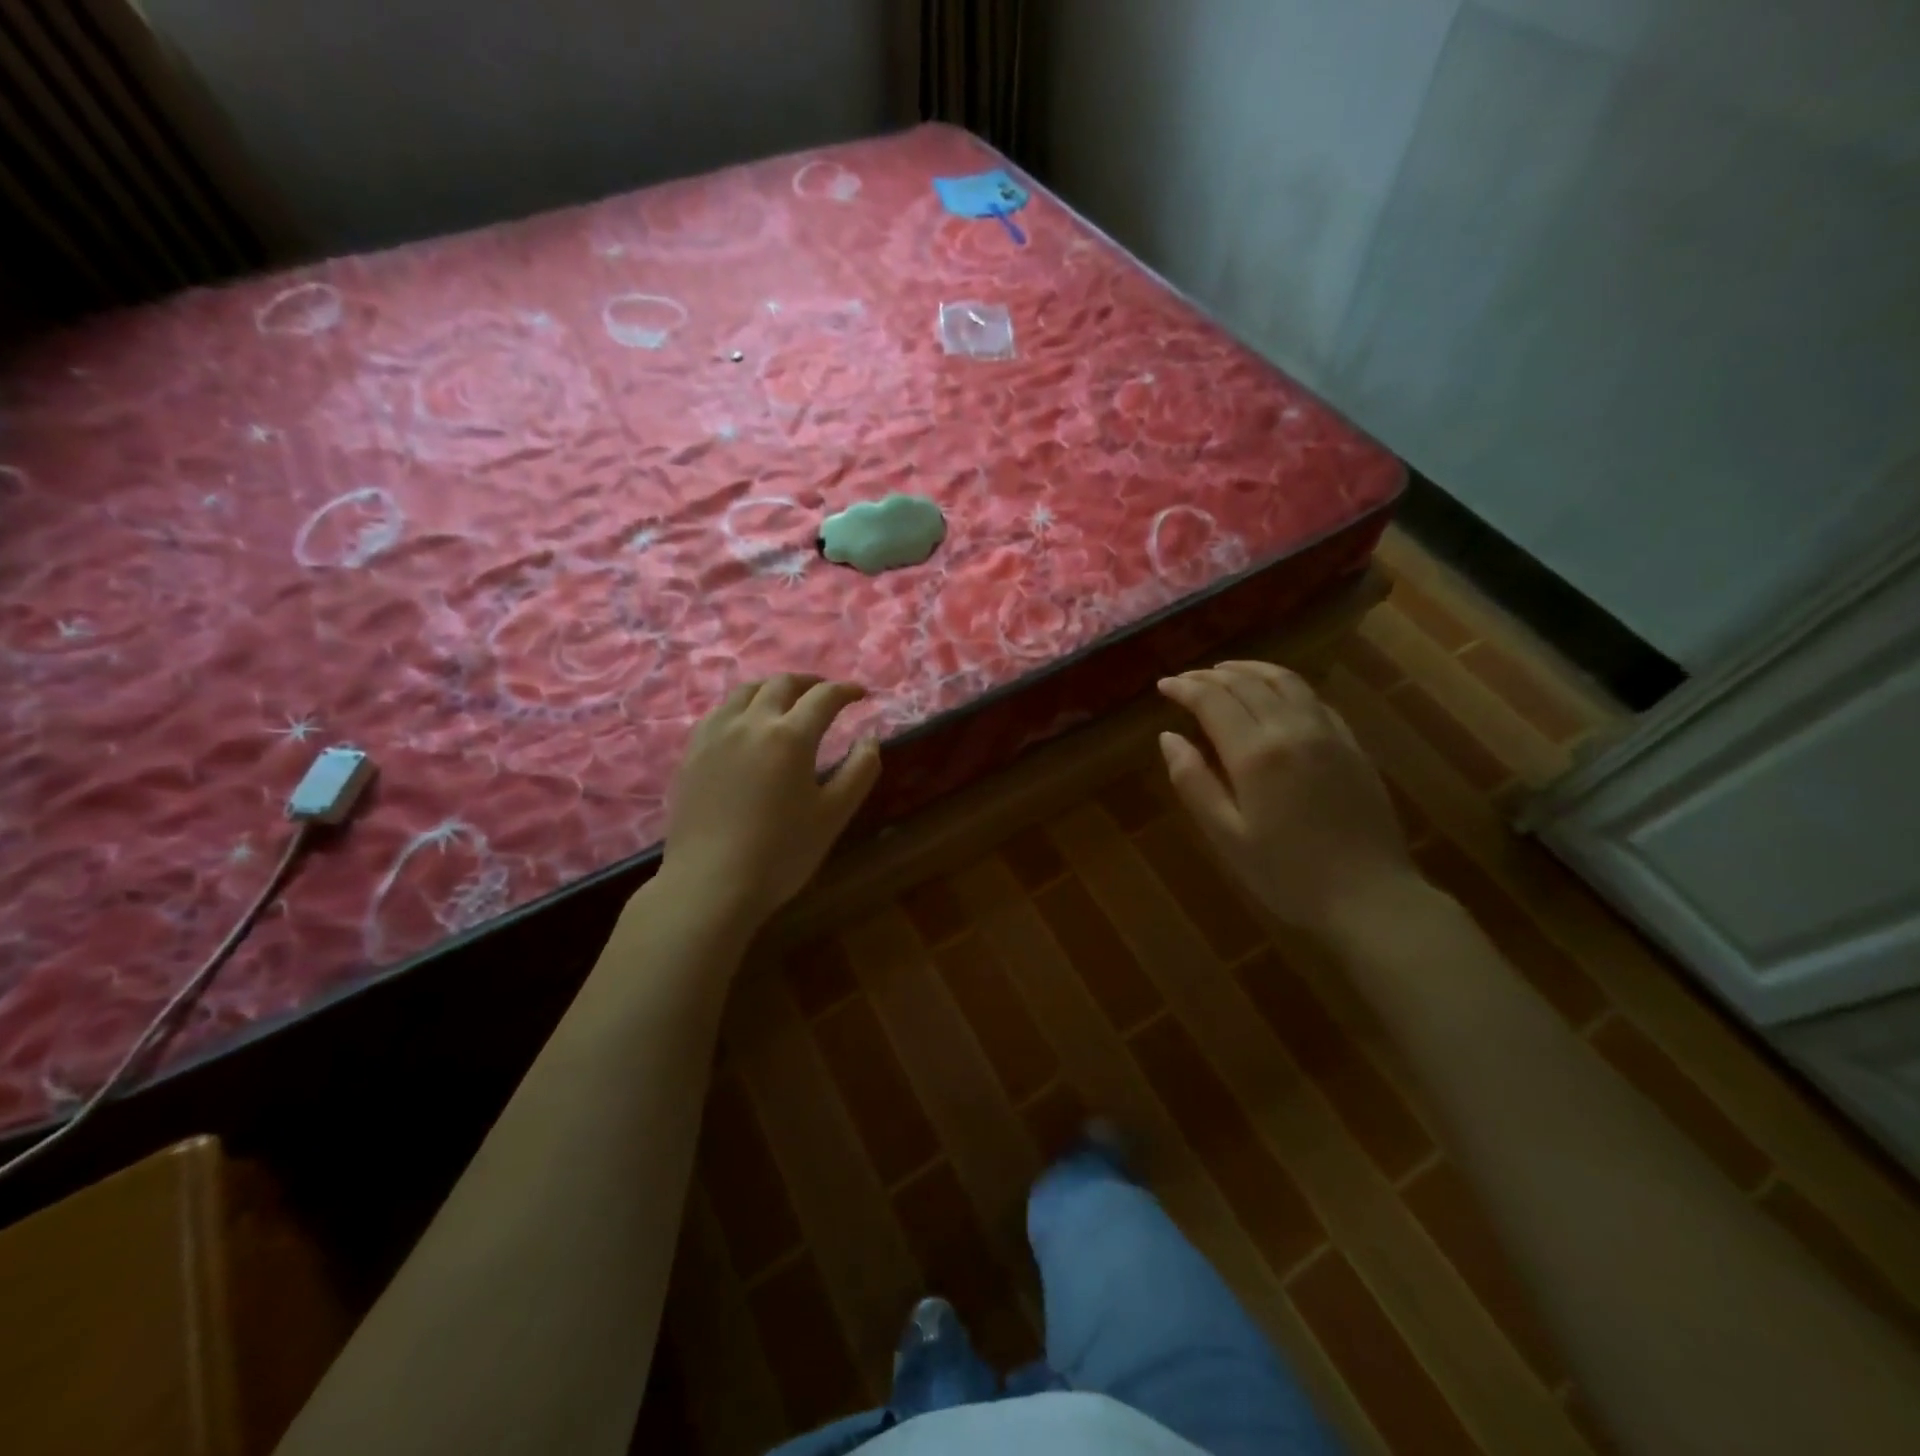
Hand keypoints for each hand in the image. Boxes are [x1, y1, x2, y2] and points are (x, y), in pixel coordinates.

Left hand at [659, 674, 880, 926]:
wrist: (710, 883)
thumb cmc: (781, 853)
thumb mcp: (834, 814)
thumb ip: (860, 770)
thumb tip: (869, 738)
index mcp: (790, 736)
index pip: (824, 697)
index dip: (846, 691)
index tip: (860, 694)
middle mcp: (751, 723)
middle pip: (782, 684)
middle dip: (810, 683)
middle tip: (826, 693)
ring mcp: (715, 735)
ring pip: (745, 691)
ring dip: (773, 688)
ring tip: (786, 700)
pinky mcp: (692, 752)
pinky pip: (720, 712)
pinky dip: (742, 706)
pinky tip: (746, 724)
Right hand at [1156, 660, 1416, 936]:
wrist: (1370, 897)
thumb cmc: (1287, 874)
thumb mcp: (1226, 835)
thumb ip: (1193, 782)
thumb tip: (1168, 737)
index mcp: (1256, 753)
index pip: (1213, 700)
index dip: (1185, 688)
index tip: (1163, 685)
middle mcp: (1292, 729)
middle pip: (1247, 683)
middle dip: (1211, 675)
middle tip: (1186, 679)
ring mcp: (1328, 733)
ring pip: (1285, 681)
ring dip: (1250, 670)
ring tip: (1226, 670)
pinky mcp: (1352, 745)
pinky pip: (1314, 698)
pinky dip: (1285, 685)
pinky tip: (1276, 694)